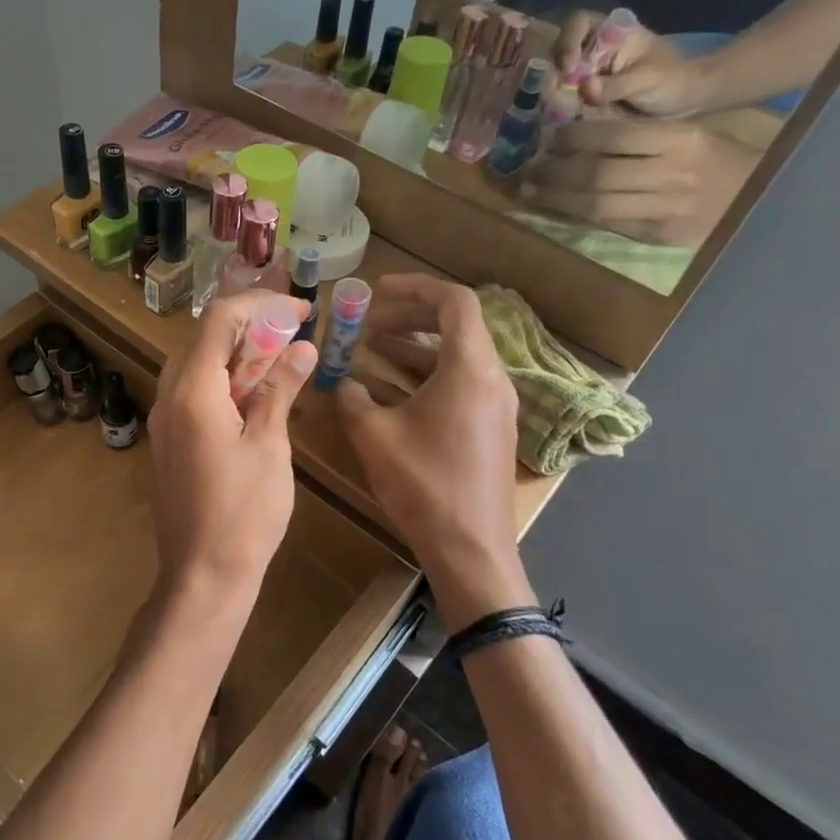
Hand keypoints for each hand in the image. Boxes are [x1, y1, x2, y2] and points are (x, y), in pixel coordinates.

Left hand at [148, 292, 316, 616]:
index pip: (220, 318)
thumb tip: (302, 347)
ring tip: (281, 365)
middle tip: (294, 337)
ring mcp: (163, 421)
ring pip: (198, 366)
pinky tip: (255, 400)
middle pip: (205, 339)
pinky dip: (225, 383)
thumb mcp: (269, 446)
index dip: (262, 304)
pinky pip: (193, 394)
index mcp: (192, 390)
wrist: (202, 576)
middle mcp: (168, 396)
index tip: (301, 311)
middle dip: (251, 328)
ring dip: (238, 356)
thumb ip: (280, 390)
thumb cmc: (243, 513)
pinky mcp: (169, 442)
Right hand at [335, 276, 530, 628]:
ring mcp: (496, 406)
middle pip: (456, 326)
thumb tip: (343, 383)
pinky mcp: (491, 429)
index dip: (414, 287)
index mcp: (470, 370)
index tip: (376, 292)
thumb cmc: (424, 486)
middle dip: (409, 317)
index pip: (454, 302)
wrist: (471, 551)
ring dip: (414, 348)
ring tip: (371, 350)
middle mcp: (492, 379)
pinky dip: (425, 376)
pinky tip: (388, 392)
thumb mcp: (375, 437)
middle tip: (368, 323)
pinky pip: (459, 384)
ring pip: (455, 357)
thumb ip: (353, 398)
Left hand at [519, 118, 759, 246]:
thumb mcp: (688, 134)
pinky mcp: (658, 235)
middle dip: (555, 172)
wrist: (763, 199)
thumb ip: (640, 135)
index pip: (615, 136)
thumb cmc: (717, 159)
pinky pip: (608, 224)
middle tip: (527, 170)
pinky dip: (576, 216)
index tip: (550, 139)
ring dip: (555, 198)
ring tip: (529, 191)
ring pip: (596, 204)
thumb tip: (579, 129)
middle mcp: (673, 174)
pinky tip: (555, 208)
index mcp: (682, 140)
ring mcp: (666, 209)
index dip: (575, 138)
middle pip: (598, 174)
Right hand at [551, 10, 716, 118]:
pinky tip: (559, 121)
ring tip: (556, 113)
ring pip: (553, 80)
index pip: (578, 23)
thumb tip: (584, 88)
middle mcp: (590, 52)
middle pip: (557, 55)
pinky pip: (558, 102)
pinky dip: (554, 111)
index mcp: (610, 33)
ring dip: (550, 96)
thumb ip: (616, 84)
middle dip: (552, 76)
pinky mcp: (579, 99)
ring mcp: (582, 76)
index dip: (567, 41)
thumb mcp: (648, 80)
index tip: (568, 67)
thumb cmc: (672, 81)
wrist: (682, 105)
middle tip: (555, 98)